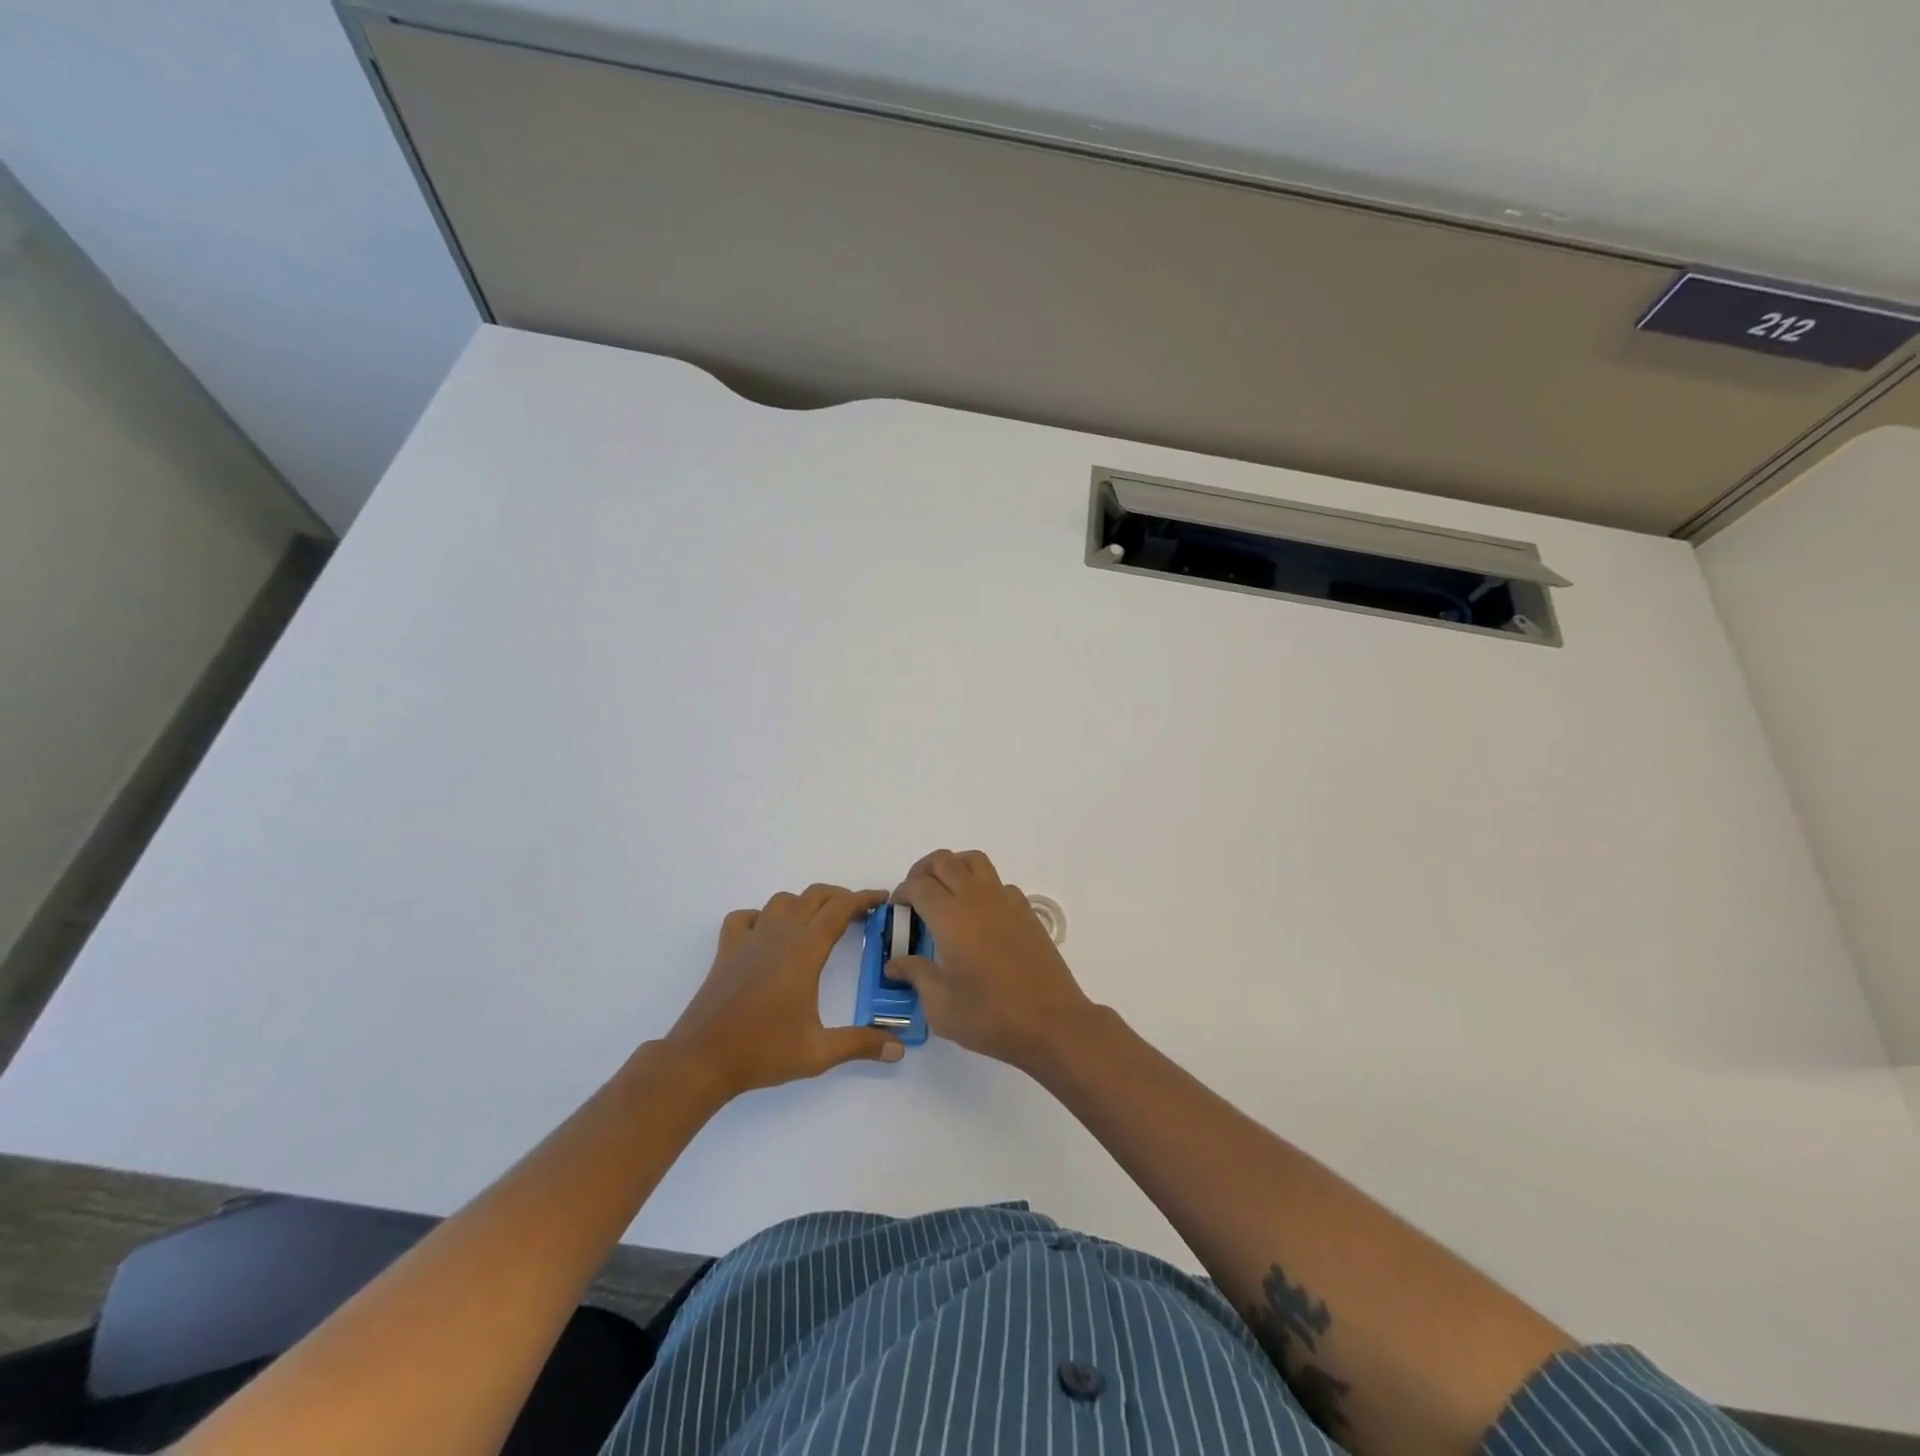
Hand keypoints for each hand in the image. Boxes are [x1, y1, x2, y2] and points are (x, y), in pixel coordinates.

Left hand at [663, 884, 903, 1099]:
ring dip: (805, 903)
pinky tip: (769, 934)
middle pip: (814, 896)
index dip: (863, 899)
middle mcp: (778, 936)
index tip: (882, 898)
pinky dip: (762, 916)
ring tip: (818, 923)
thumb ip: (861, 1044)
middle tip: (859, 913)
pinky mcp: (727, 950)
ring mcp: (749, 940)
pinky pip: (745, 917)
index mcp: (803, 953)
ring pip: (782, 901)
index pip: (839, 910)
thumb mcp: (818, 1053)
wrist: (701, 1060)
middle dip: (840, 897)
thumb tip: (899, 1049)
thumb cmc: (762, 1053)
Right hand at [891, 850, 1096, 1072]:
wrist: (1051, 1023)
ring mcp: (1006, 901)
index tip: (897, 911)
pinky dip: (982, 887)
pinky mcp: (1027, 911)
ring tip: (945, 895)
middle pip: (944, 861)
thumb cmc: (990, 1017)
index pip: (918, 885)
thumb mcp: (941, 1007)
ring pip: (974, 861)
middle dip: (922, 871)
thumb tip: (895, 963)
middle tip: (915, 898)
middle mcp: (977, 899)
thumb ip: (916, 976)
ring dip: (953, 868)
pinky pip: (998, 883)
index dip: (902, 893)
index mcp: (950, 918)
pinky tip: (980, 916)